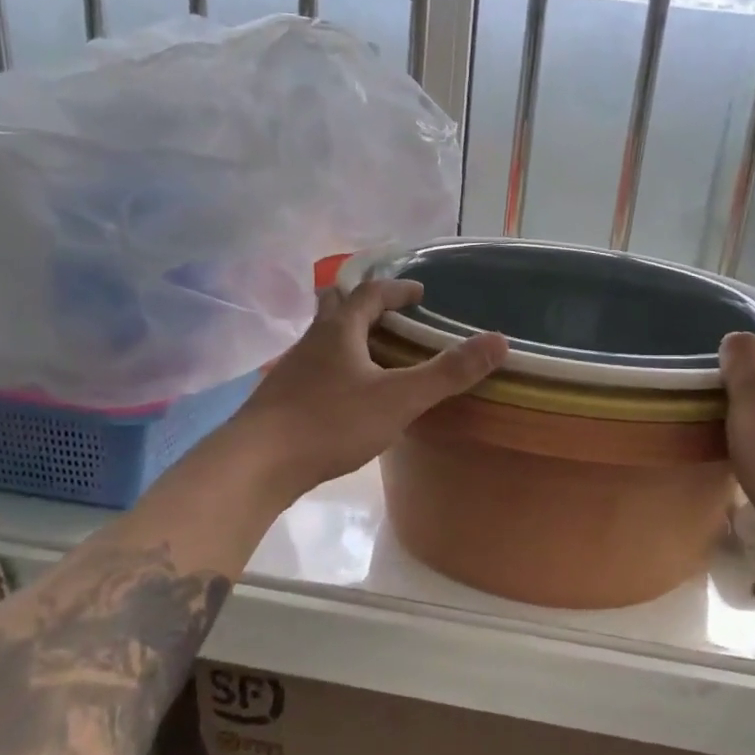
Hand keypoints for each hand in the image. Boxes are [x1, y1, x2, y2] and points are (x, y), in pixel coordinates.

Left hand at [230, 279, 507, 499]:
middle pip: (336, 307)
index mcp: (339, 331)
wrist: (256, 464)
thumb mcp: (399, 398)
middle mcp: (312, 342)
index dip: (396, 289)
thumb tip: (499, 341)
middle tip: (391, 316)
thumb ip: (448, 372)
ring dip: (349, 338)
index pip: (369, 294)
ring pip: (322, 340)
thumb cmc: (330, 422)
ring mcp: (292, 371)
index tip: (420, 293)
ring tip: (375, 357)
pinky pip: (314, 370)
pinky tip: (346, 396)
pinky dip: (336, 369)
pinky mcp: (282, 400)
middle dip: (364, 305)